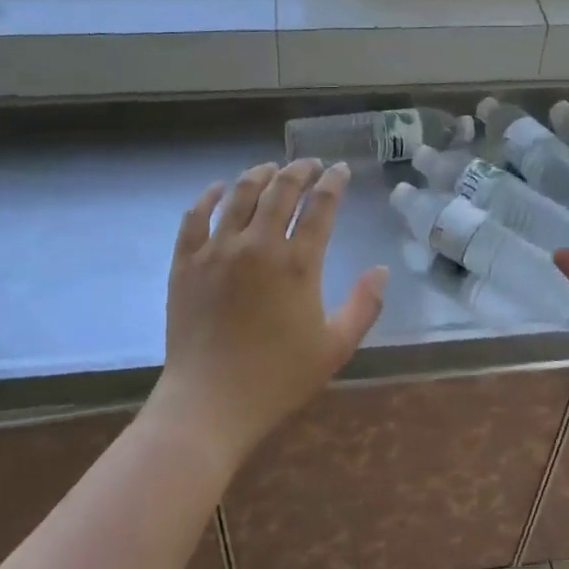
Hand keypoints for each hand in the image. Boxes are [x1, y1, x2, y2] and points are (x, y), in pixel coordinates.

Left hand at [153, 159, 387, 469]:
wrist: (209, 404)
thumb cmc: (278, 378)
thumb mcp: (335, 347)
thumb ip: (365, 305)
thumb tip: (383, 270)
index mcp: (298, 264)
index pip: (321, 206)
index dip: (333, 183)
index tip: (340, 170)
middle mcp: (257, 245)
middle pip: (281, 190)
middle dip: (300, 171)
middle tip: (310, 164)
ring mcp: (217, 251)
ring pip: (239, 195)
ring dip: (259, 175)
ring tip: (270, 168)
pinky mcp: (185, 263)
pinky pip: (194, 217)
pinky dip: (208, 197)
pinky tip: (218, 189)